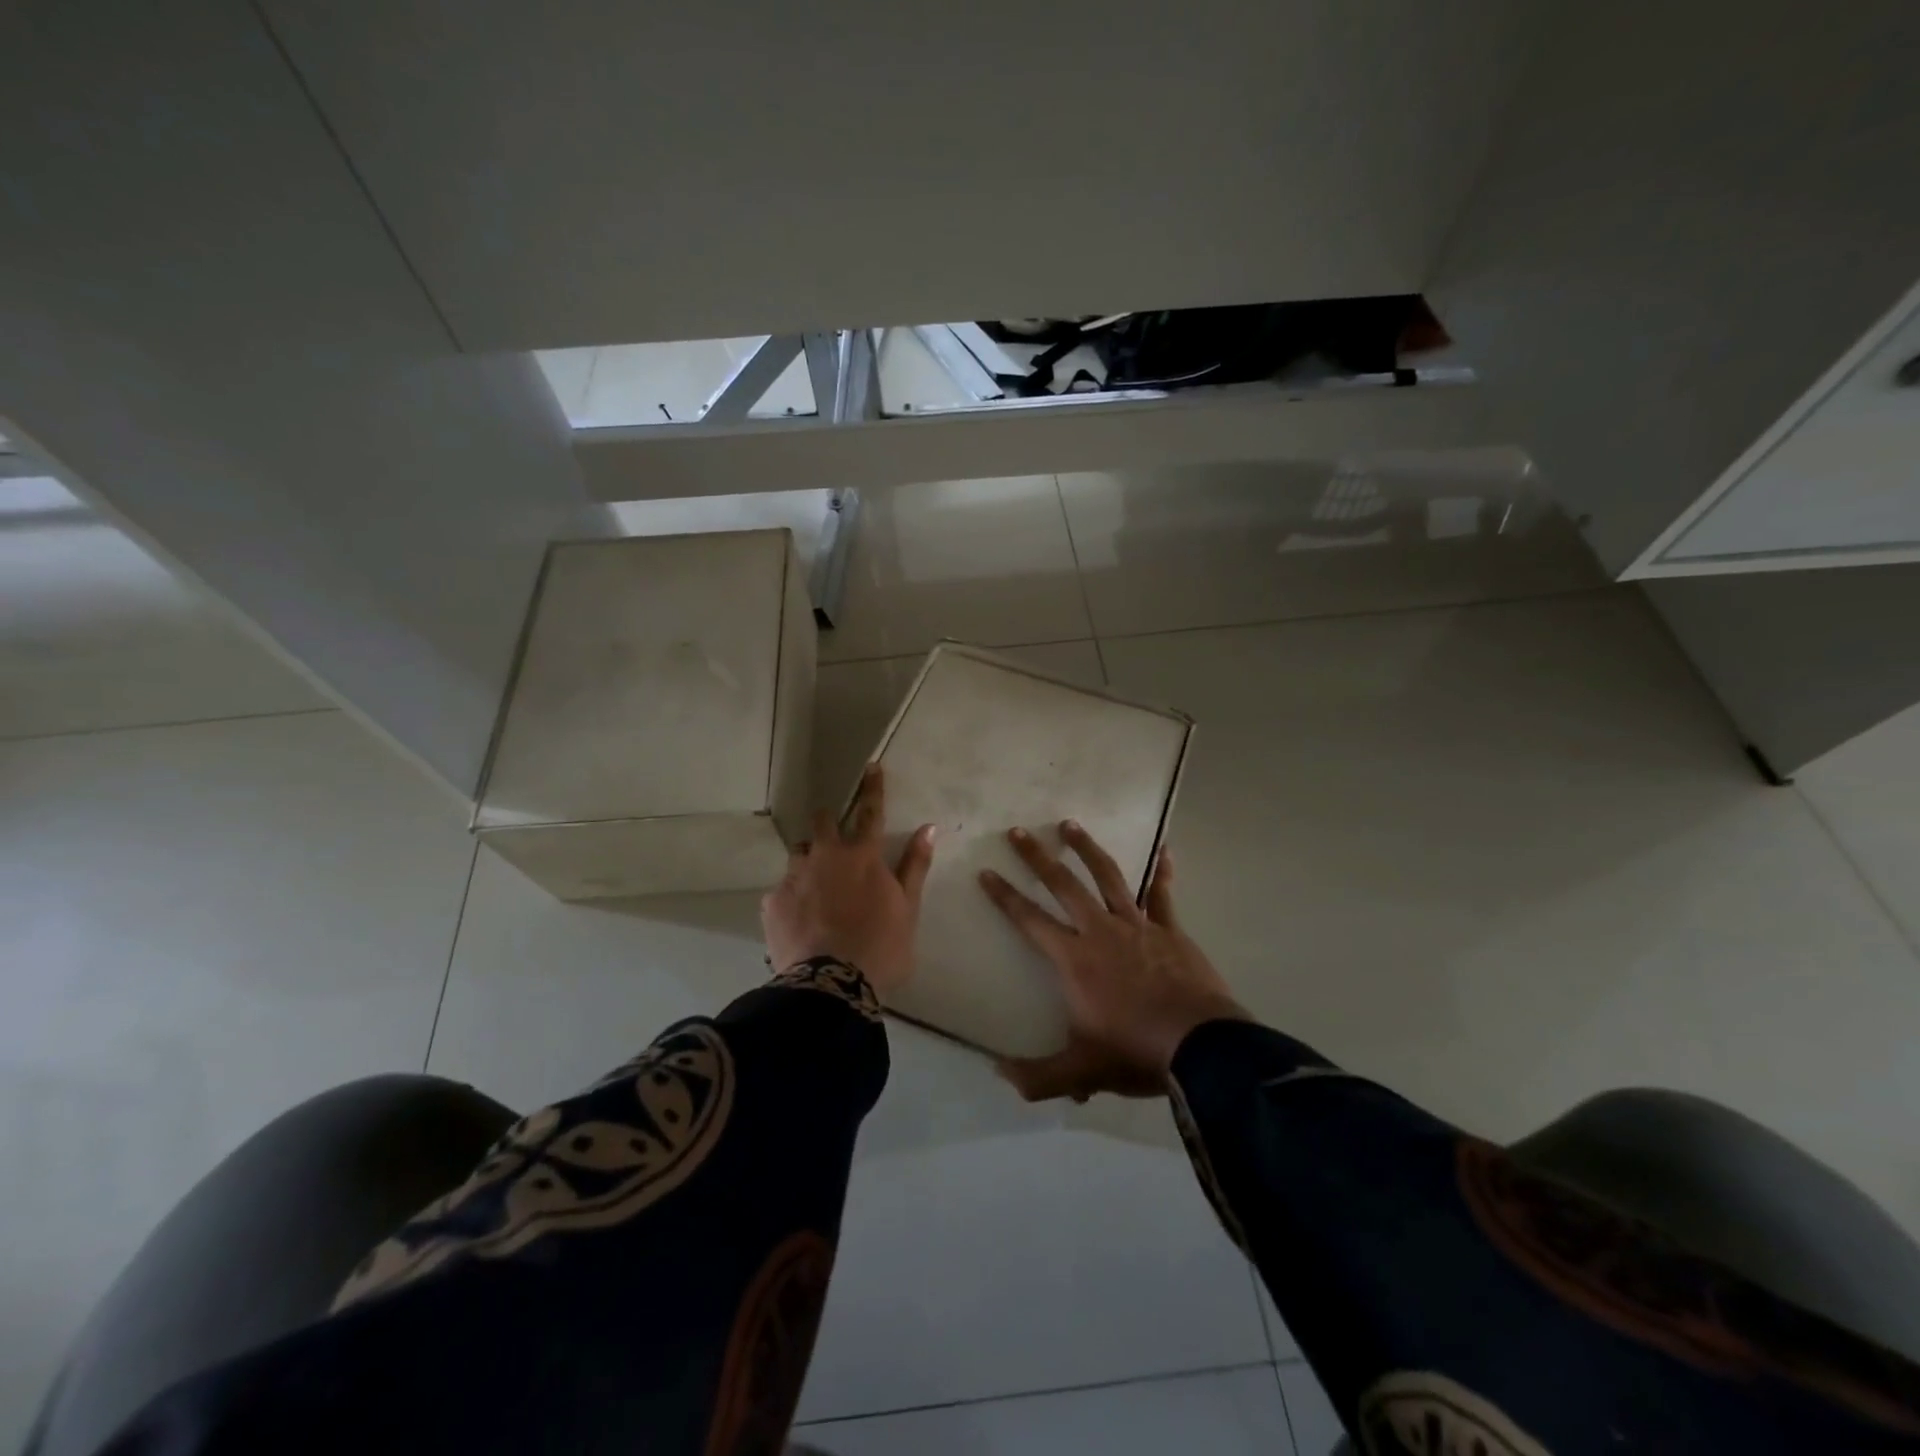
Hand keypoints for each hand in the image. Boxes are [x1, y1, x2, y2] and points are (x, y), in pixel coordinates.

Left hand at [761, 765, 935, 996]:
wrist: (831, 985)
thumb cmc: (881, 947)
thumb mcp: (909, 909)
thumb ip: (915, 866)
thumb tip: (929, 828)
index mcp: (862, 856)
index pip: (871, 812)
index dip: (873, 788)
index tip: (871, 766)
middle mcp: (826, 857)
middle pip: (823, 824)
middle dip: (828, 820)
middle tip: (831, 832)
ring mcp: (795, 877)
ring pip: (798, 854)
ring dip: (808, 860)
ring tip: (814, 885)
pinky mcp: (773, 902)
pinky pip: (782, 890)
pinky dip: (792, 897)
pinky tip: (799, 920)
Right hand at [980, 824, 1249, 1101]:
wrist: (1200, 1046)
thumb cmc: (1134, 1052)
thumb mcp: (1080, 1071)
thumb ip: (1037, 1076)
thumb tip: (998, 1073)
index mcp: (1074, 959)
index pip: (1029, 919)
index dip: (1005, 896)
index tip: (986, 872)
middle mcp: (1100, 931)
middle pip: (1063, 884)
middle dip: (1037, 857)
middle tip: (1018, 831)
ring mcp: (1137, 925)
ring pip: (1107, 876)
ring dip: (1086, 849)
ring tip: (1069, 824)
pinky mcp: (1170, 930)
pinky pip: (1163, 894)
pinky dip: (1162, 871)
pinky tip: (1164, 849)